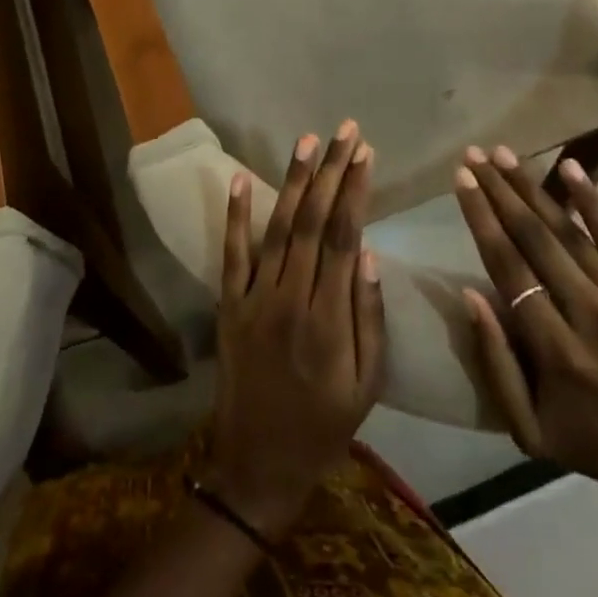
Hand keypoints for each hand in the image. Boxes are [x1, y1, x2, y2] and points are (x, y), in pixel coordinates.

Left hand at [206, 121, 387, 538]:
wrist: (257, 465)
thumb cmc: (323, 428)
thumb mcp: (367, 386)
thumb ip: (369, 318)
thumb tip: (369, 253)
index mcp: (329, 320)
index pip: (345, 238)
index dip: (355, 191)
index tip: (365, 153)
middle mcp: (290, 298)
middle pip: (314, 222)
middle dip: (331, 172)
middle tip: (344, 131)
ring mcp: (254, 298)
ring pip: (277, 228)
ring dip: (293, 182)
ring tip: (307, 141)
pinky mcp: (228, 303)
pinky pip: (232, 253)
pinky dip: (235, 215)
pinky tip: (239, 178)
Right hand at [455, 149, 597, 557]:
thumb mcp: (530, 431)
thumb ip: (496, 363)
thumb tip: (470, 294)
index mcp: (556, 353)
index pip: (507, 268)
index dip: (481, 219)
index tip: (461, 180)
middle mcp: (591, 318)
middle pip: (535, 240)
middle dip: (499, 192)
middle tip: (474, 154)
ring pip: (571, 233)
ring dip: (533, 189)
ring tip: (504, 154)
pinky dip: (593, 202)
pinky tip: (570, 167)